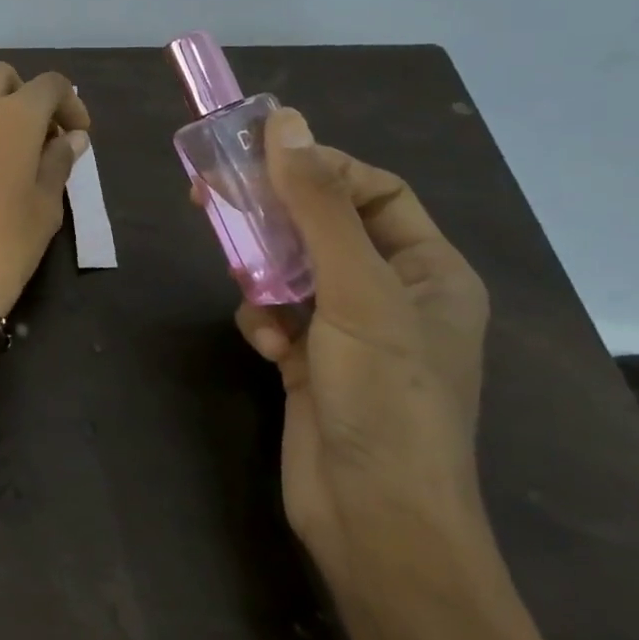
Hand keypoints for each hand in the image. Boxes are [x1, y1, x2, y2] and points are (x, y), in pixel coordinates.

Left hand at [0, 63, 89, 318]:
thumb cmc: (4, 243)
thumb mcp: (45, 206)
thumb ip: (58, 162)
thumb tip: (71, 137)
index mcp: (12, 115)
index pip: (49, 84)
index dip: (70, 103)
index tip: (78, 135)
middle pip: (2, 78)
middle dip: (26, 95)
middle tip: (43, 137)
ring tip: (14, 156)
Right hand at [204, 109, 533, 639]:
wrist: (374, 519)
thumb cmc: (385, 396)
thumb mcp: (355, 290)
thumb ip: (318, 204)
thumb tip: (287, 120)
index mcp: (428, 270)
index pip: (373, 190)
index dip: (318, 168)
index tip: (256, 159)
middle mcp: (394, 294)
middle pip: (323, 227)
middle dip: (272, 217)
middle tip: (209, 196)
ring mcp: (351, 333)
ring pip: (291, 271)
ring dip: (264, 276)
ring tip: (250, 292)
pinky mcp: (313, 364)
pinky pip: (278, 316)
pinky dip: (264, 321)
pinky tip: (265, 348)